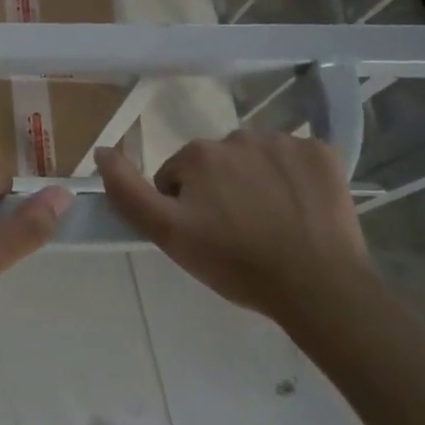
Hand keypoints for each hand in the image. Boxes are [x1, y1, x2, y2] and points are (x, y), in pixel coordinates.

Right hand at [96, 130, 372, 321]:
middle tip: (239, 234)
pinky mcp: (323, 154)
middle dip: (222, 191)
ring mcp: (285, 142)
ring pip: (256, 159)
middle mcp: (237, 136)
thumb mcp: (169, 235)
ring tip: (273, 225)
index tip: (205, 236)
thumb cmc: (237, 263)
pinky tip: (303, 211)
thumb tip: (101, 150)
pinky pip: (297, 159)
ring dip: (257, 182)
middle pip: (218, 164)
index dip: (186, 207)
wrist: (320, 288)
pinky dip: (296, 179)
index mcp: (197, 154)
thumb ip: (128, 191)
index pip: (178, 175)